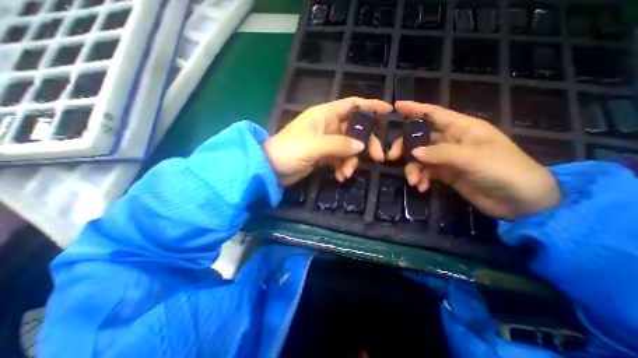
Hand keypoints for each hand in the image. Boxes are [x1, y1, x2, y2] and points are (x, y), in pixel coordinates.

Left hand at [262, 97, 391, 186]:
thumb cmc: (289, 150)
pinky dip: (342, 167)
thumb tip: (361, 146)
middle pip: (354, 129)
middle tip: (377, 157)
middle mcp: (327, 126)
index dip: (370, 105)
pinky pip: (339, 159)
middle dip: (366, 143)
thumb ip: (340, 144)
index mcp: (325, 115)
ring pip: (348, 147)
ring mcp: (326, 142)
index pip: (352, 104)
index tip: (388, 111)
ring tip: (346, 173)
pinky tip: (340, 177)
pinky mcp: (323, 155)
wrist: (271, 168)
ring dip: (351, 161)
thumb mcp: (315, 145)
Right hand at [383, 101, 558, 217]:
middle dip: (405, 147)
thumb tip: (413, 152)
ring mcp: (447, 158)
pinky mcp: (445, 173)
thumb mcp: (473, 159)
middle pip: (420, 138)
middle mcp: (452, 141)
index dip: (415, 109)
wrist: (521, 202)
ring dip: (413, 169)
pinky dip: (421, 179)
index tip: (396, 107)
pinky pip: (425, 172)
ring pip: (420, 158)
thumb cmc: (505, 171)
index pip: (433, 113)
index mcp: (462, 128)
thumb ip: (441, 154)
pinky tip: (422, 187)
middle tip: (392, 157)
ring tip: (414, 182)